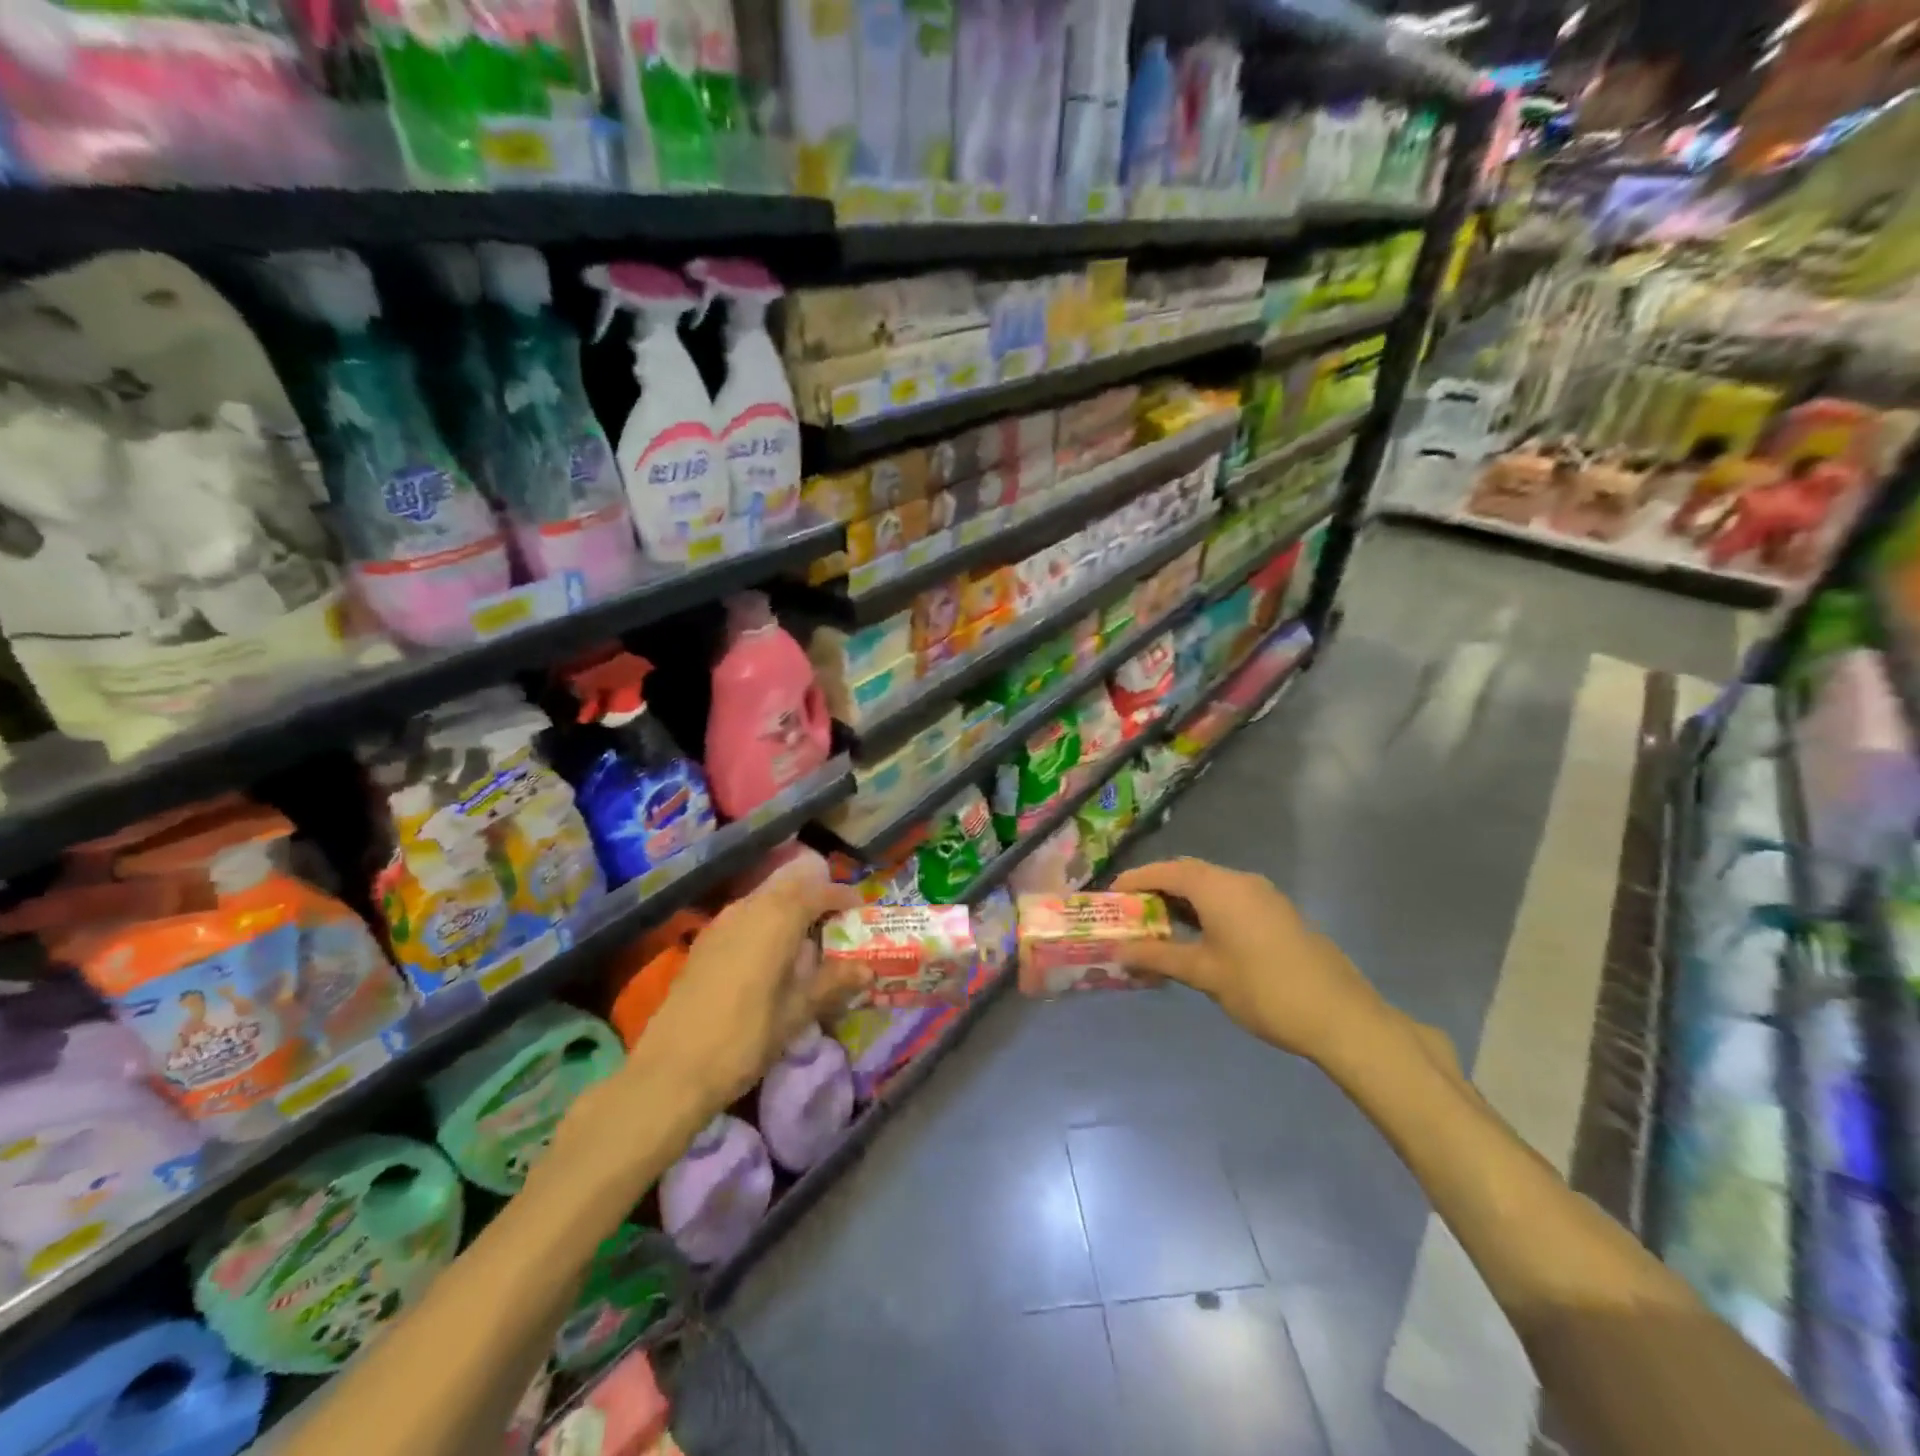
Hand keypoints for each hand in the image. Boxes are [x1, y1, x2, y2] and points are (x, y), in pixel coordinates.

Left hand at [624, 861, 863, 1114]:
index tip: (860, 906)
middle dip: (815, 894)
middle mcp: (749, 909)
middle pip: (788, 886)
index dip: (841, 895)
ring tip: (809, 932)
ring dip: (789, 905)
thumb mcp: (797, 1012)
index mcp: (777, 919)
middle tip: (836, 915)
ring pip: (764, 898)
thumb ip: (833, 983)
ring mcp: (721, 923)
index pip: (817, 891)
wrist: (671, 1070)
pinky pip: (745, 914)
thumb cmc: (744, 1038)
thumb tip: (867, 969)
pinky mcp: (704, 942)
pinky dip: (766, 918)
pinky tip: (772, 950)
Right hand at [1112, 858, 1390, 1066]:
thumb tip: (1119, 952)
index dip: (1135, 880)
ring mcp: (1263, 895)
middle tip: (1131, 912)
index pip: (1165, 871)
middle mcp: (1240, 881)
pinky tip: (1197, 937)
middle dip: (1157, 888)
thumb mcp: (1204, 973)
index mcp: (1218, 887)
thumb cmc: (1263, 989)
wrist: (1340, 1015)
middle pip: (1188, 873)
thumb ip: (1159, 957)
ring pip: (1211, 886)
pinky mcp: (1277, 913)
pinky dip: (1205, 909)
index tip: (1110, 896)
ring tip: (1157, 926)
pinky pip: (1229, 898)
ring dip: (1182, 900)